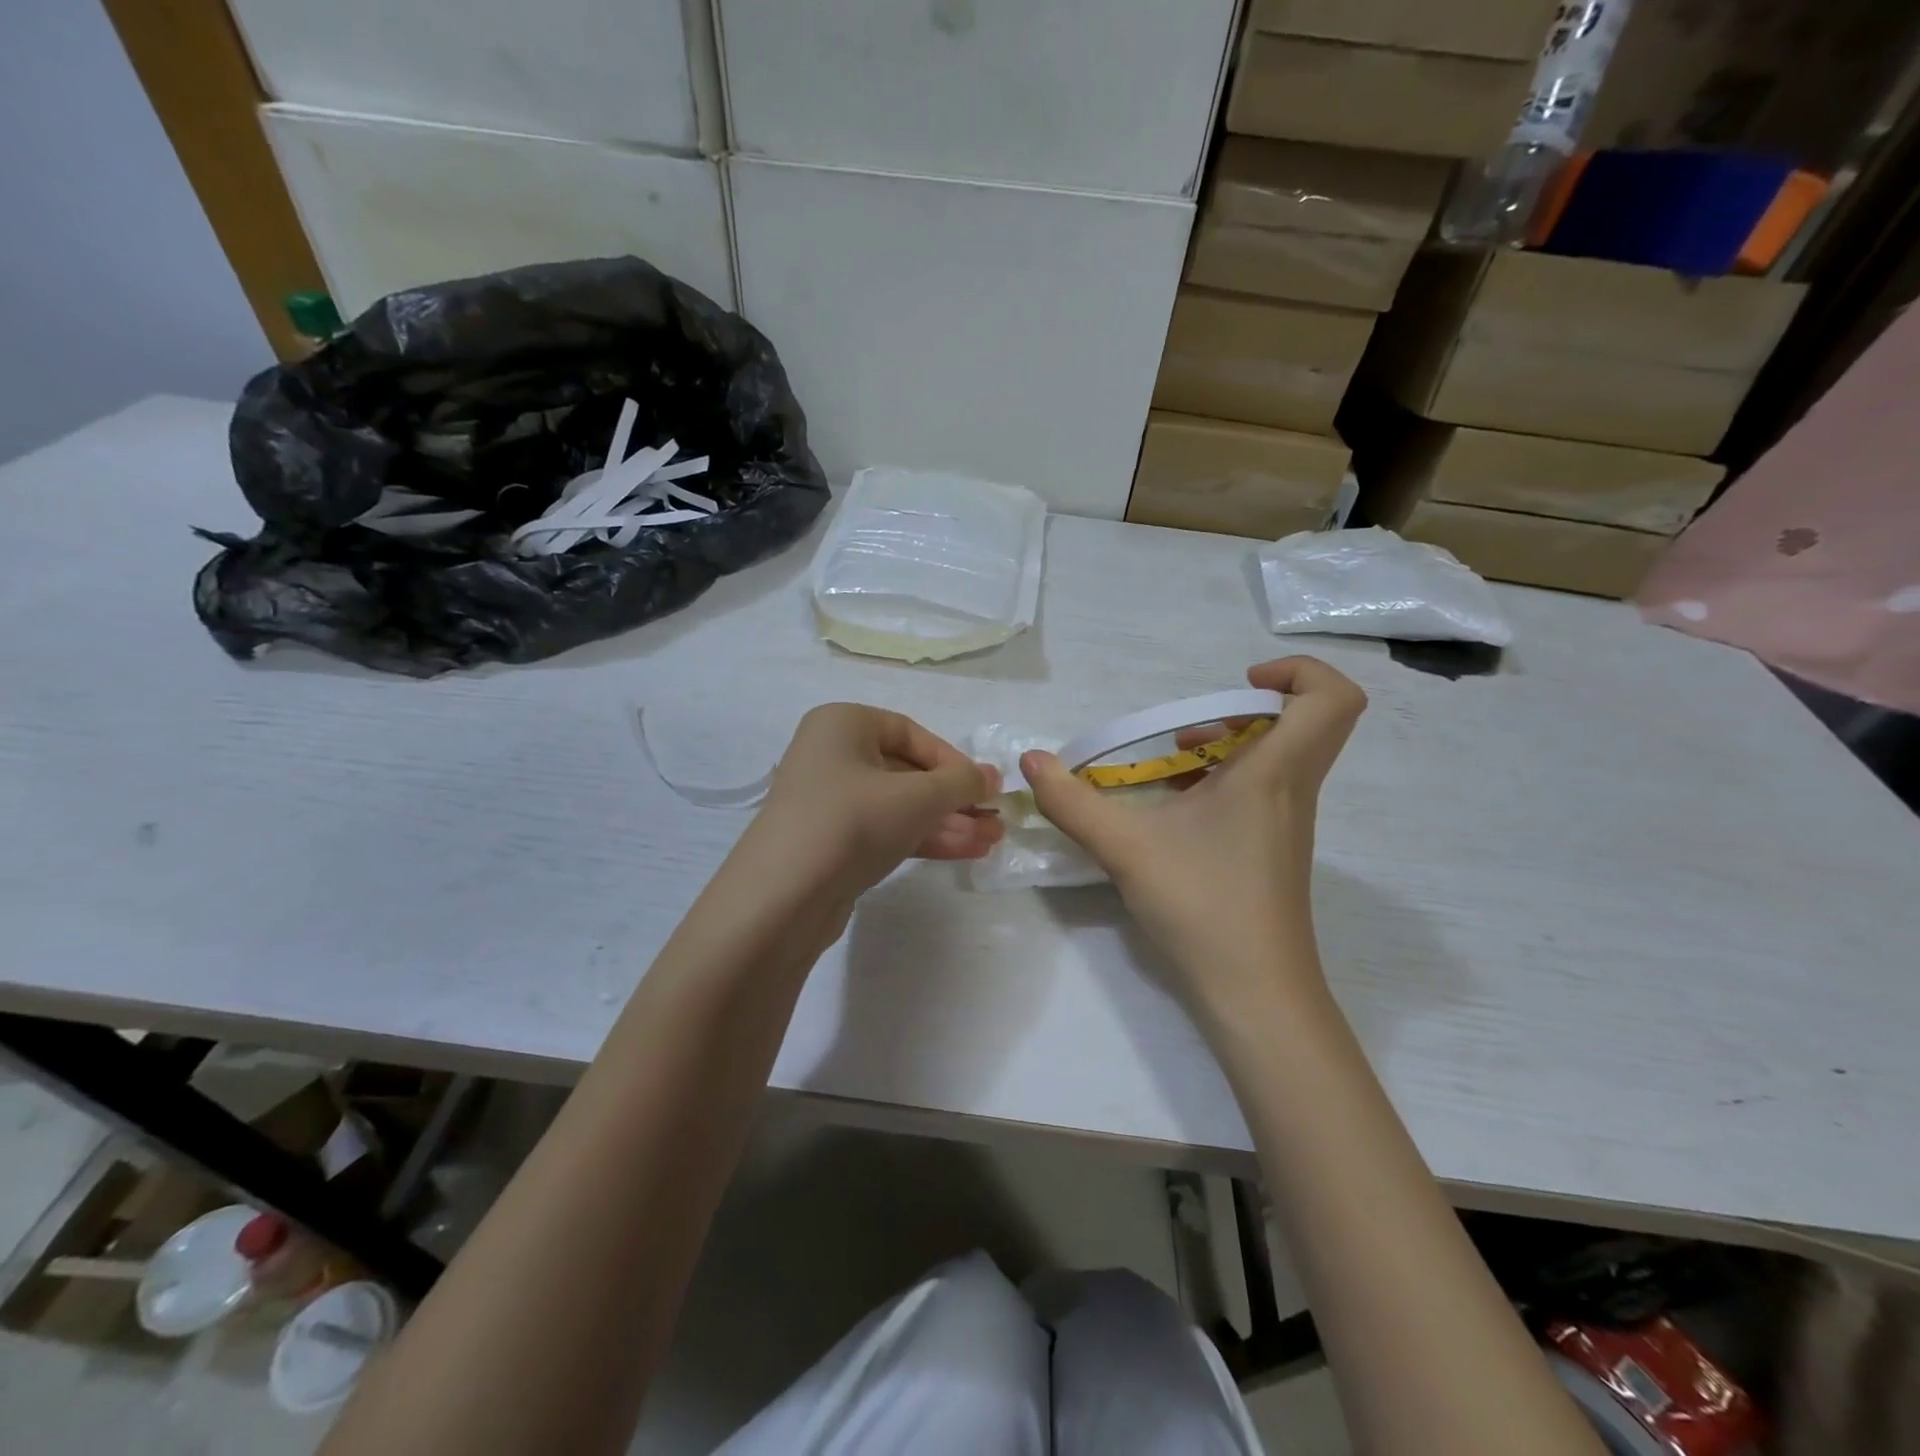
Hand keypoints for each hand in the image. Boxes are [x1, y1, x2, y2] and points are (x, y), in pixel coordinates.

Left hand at [736, 704, 1001, 906]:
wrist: (782, 898)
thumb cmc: (852, 822)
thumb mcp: (917, 797)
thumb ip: (961, 783)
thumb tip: (992, 776)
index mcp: (843, 724)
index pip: (911, 733)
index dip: (953, 760)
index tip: (985, 788)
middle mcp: (832, 755)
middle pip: (907, 772)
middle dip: (954, 799)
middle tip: (995, 820)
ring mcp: (829, 802)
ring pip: (899, 806)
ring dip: (946, 822)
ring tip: (991, 842)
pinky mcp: (831, 843)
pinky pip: (885, 830)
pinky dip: (922, 838)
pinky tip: (964, 852)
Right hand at [1020, 658, 1365, 1007]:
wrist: (1255, 993)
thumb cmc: (1202, 906)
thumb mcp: (1124, 848)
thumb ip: (1072, 801)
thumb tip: (1031, 760)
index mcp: (1274, 774)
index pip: (1333, 699)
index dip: (1299, 672)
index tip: (1240, 682)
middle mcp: (1291, 789)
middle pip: (1306, 720)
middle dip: (1245, 707)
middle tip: (1191, 726)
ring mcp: (1286, 822)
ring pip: (1281, 756)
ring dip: (1229, 744)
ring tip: (1173, 763)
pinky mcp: (1274, 848)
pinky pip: (1263, 789)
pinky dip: (1223, 779)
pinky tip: (1175, 808)